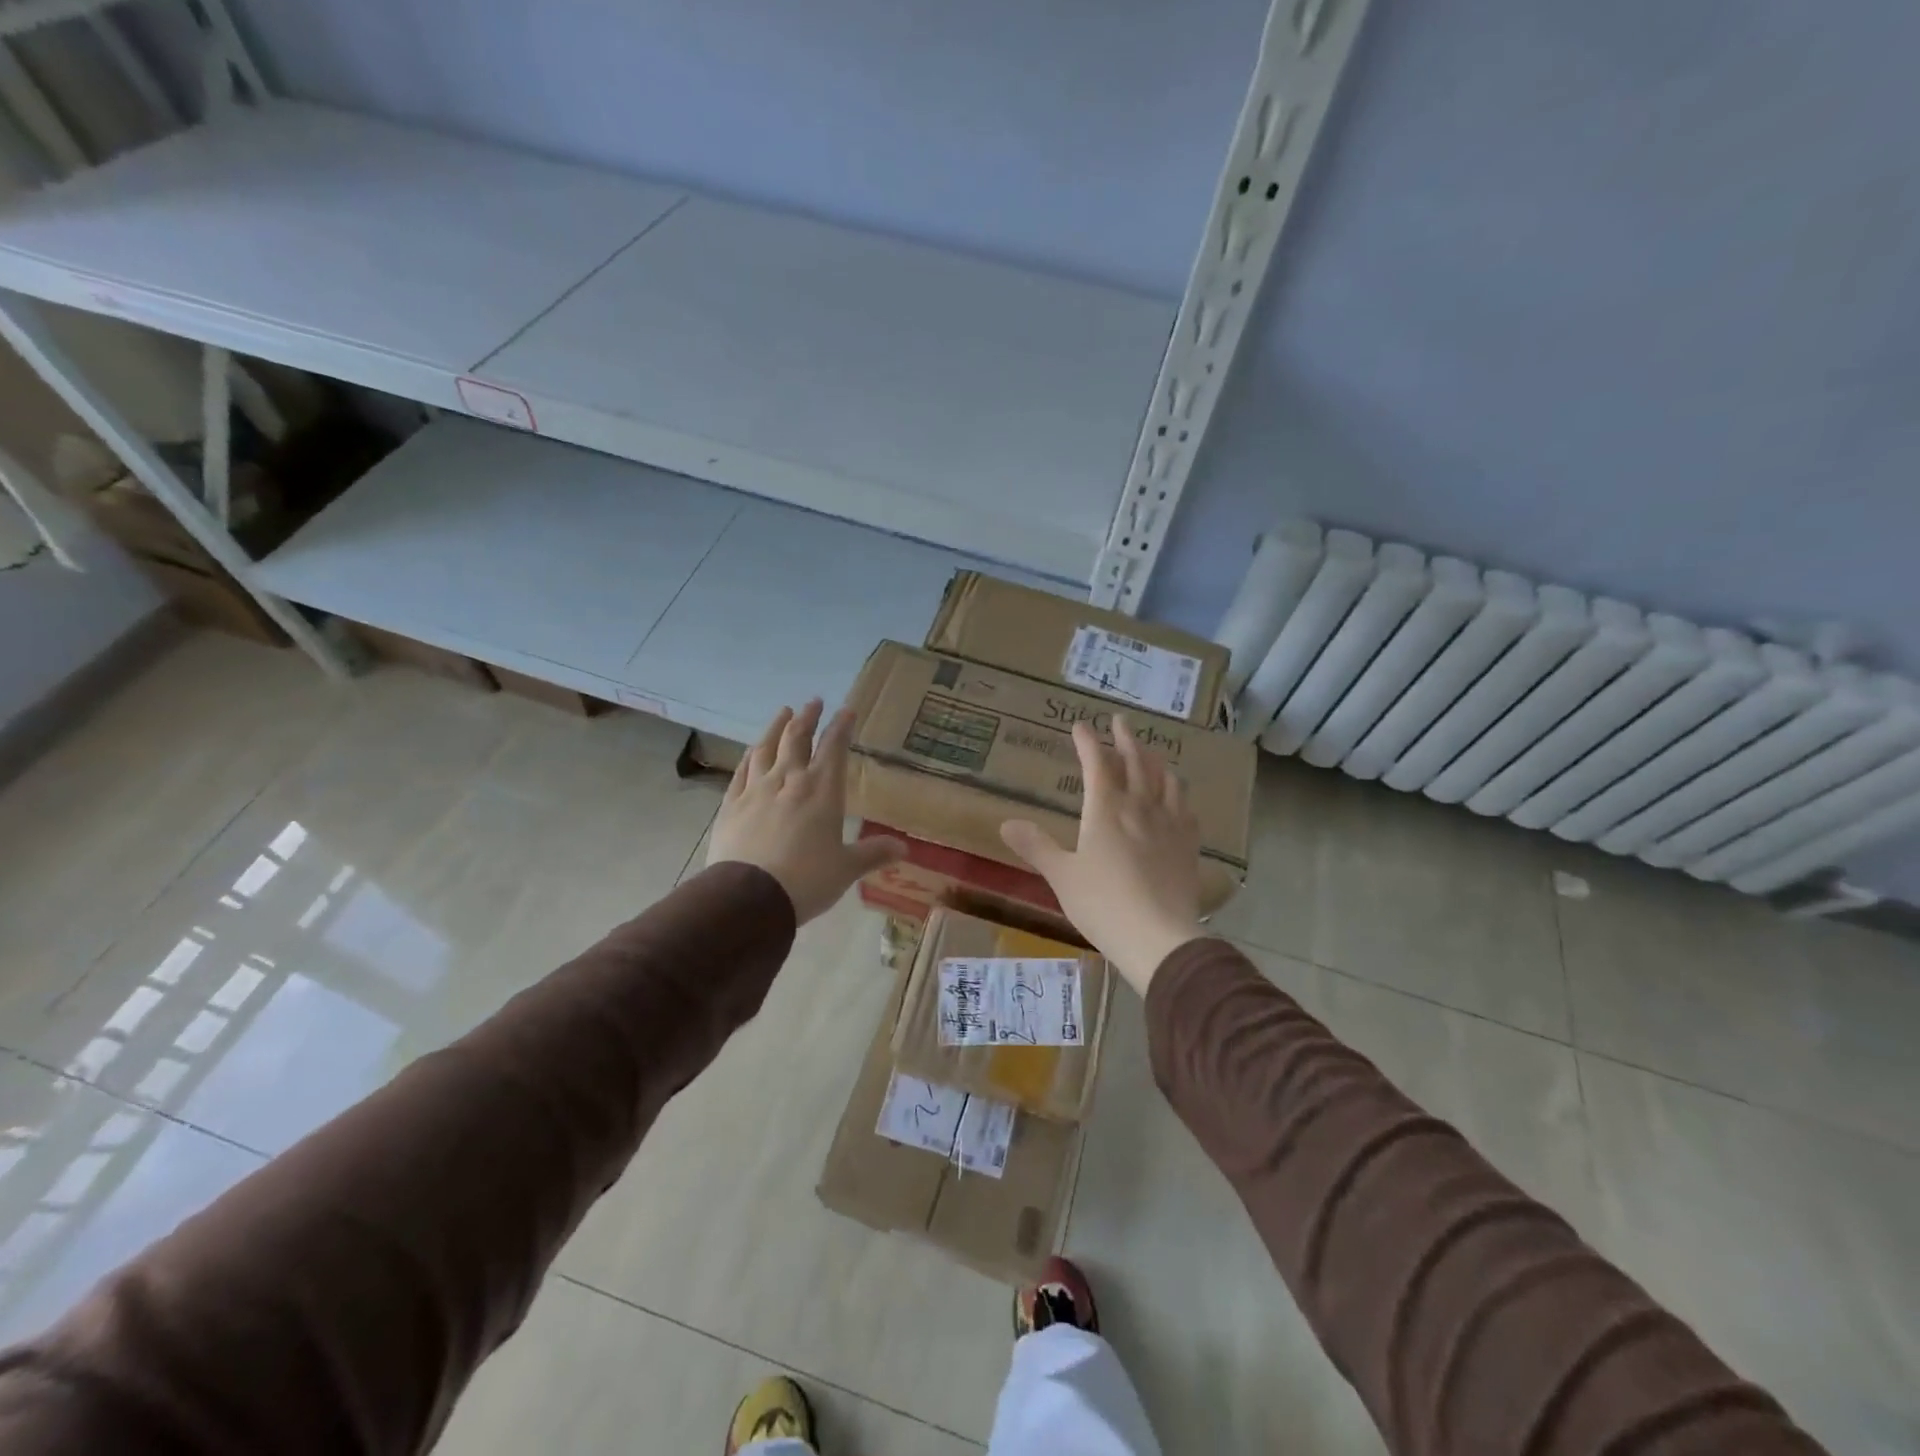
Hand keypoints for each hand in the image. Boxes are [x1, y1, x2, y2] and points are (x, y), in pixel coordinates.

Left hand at [709, 699, 904, 924]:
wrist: (749, 897)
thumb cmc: (807, 880)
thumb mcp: (846, 869)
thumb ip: (873, 854)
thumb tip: (904, 850)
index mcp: (822, 791)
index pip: (834, 748)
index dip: (841, 727)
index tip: (847, 710)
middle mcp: (789, 781)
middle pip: (797, 738)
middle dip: (808, 717)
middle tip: (814, 702)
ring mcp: (756, 790)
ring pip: (766, 748)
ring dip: (776, 727)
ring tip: (783, 713)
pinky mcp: (731, 804)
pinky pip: (741, 771)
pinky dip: (750, 756)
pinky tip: (752, 751)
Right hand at [999, 714, 1205, 994]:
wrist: (1158, 936)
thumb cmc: (1102, 903)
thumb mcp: (1061, 875)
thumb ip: (1036, 846)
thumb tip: (1006, 823)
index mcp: (1106, 809)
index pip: (1096, 763)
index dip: (1087, 742)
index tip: (1080, 725)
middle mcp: (1140, 807)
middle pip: (1136, 762)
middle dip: (1126, 739)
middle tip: (1120, 722)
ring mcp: (1169, 824)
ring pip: (1166, 780)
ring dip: (1155, 761)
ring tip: (1150, 754)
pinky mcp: (1188, 845)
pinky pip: (1186, 809)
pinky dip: (1178, 794)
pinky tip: (1177, 799)